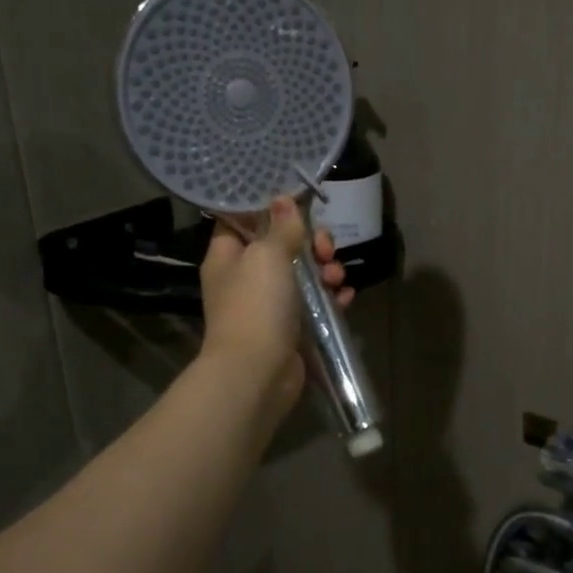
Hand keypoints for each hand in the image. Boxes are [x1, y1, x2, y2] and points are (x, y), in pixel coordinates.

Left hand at [198, 196, 350, 410]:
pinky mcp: (291, 328)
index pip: (242, 221)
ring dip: (325, 270)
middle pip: (282, 246)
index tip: (296, 203)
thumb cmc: (255, 305)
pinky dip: (331, 298)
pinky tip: (345, 297)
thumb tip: (283, 199)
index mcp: (228, 257)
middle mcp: (246, 279)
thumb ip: (281, 227)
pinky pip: (316, 305)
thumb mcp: (267, 255)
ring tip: (335, 277)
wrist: (257, 373)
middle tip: (324, 248)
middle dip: (310, 243)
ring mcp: (269, 305)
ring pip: (303, 275)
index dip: (268, 210)